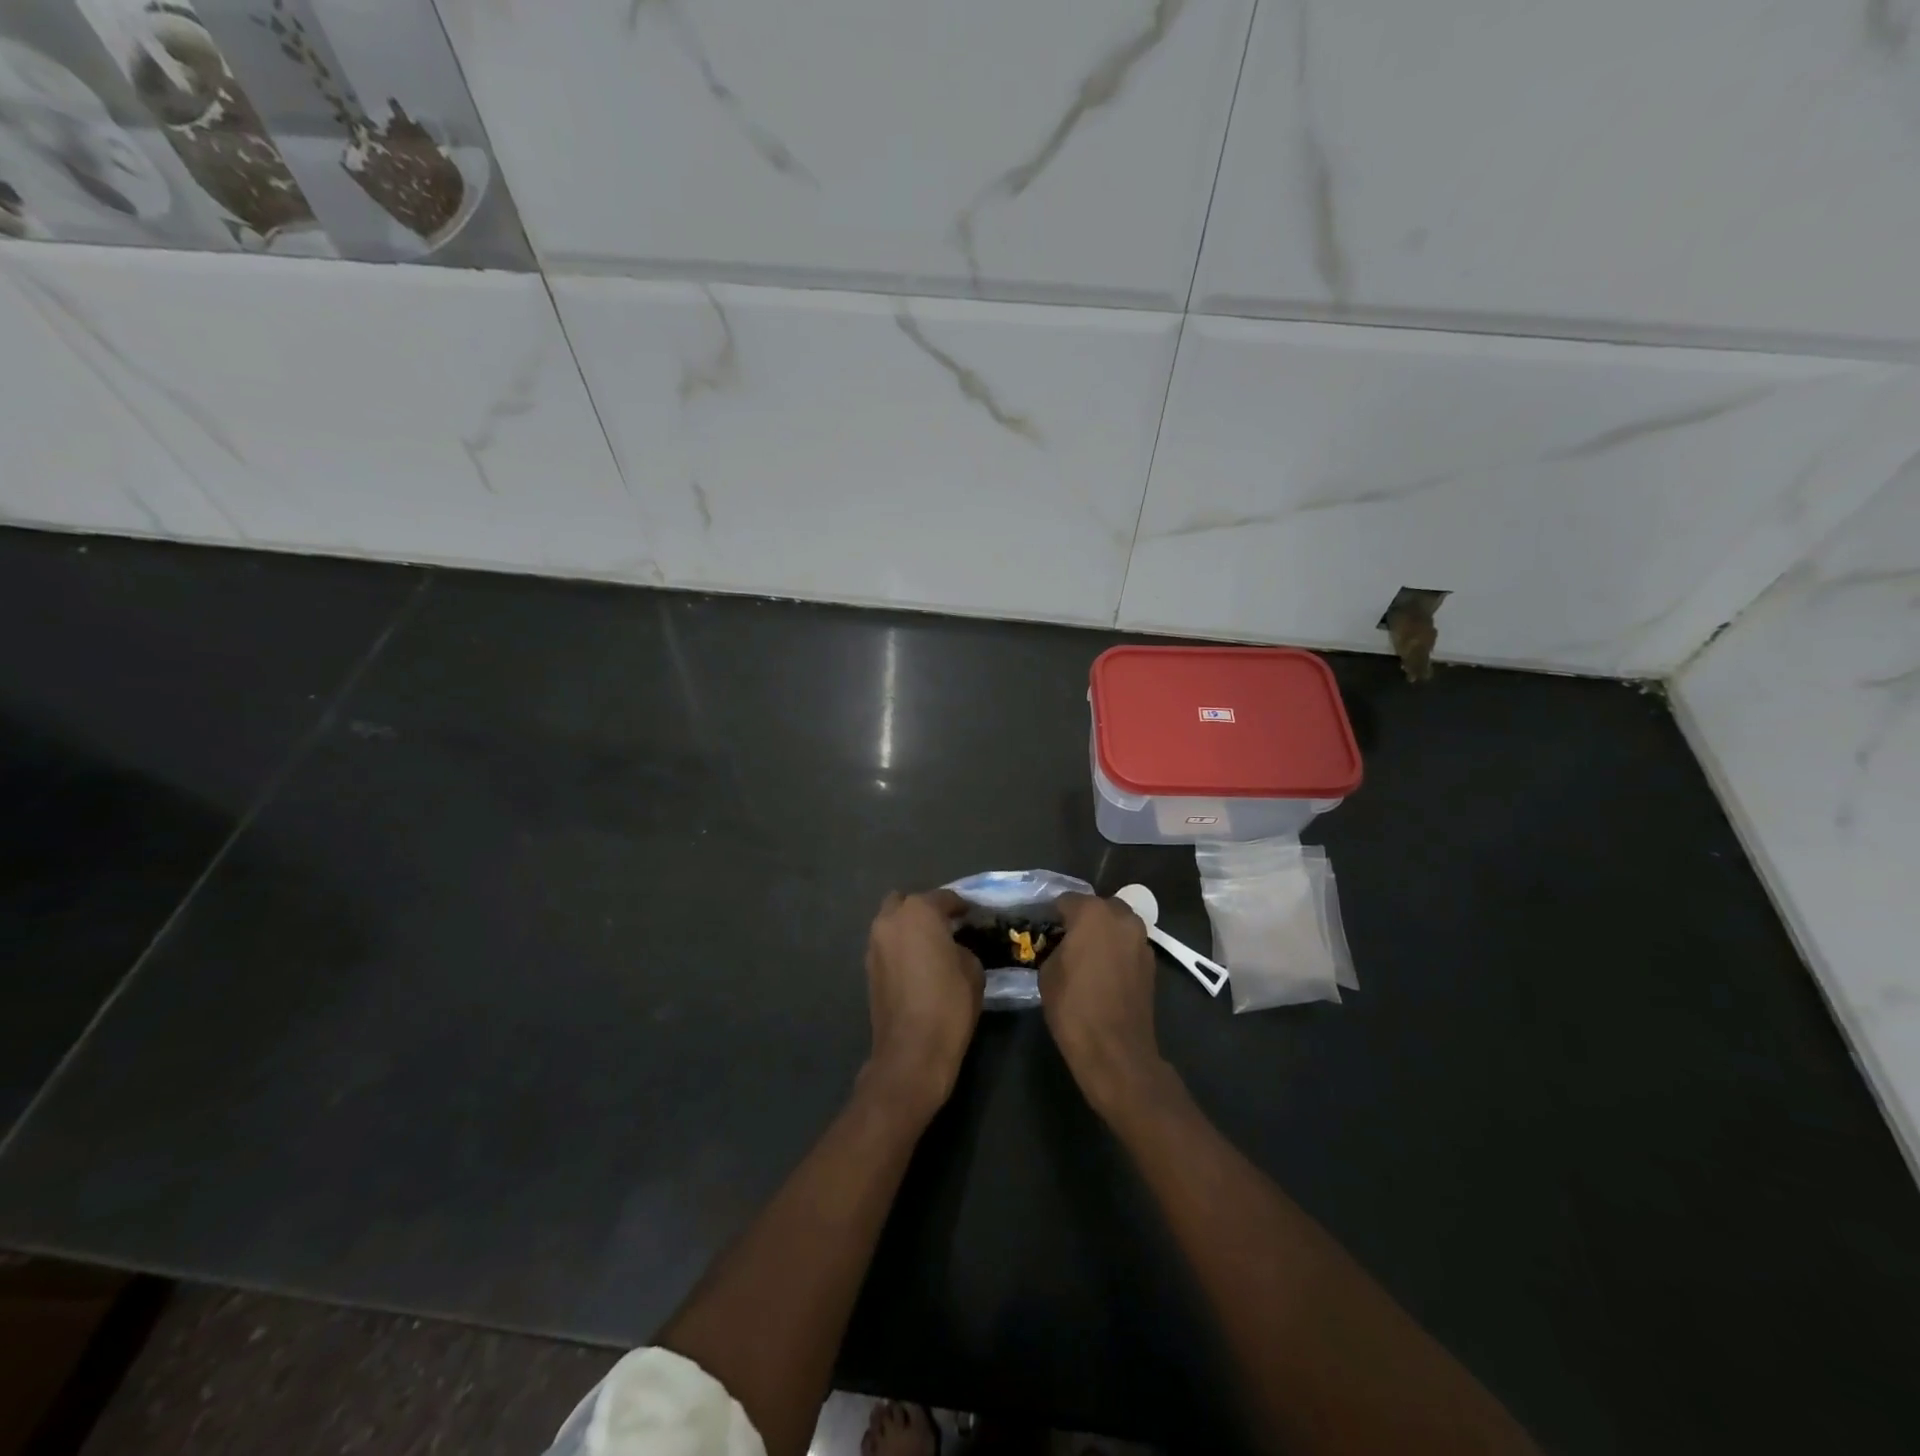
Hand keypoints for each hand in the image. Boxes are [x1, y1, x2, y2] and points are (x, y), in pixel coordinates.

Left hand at [863, 889, 983, 1119]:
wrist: (912, 1050)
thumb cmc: (949, 1003)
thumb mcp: (972, 968)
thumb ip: (961, 946)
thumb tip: (952, 947)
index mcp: (919, 912)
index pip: (944, 898)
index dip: (961, 906)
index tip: (972, 915)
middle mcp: (891, 920)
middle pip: (908, 903)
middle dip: (925, 910)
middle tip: (946, 927)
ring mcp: (874, 943)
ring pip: (892, 923)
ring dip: (909, 928)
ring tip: (931, 946)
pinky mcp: (868, 967)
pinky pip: (887, 945)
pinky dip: (900, 947)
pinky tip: (917, 964)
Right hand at [1041, 893, 1170, 1121]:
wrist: (1115, 1049)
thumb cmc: (1073, 1006)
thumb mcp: (1047, 972)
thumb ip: (1055, 947)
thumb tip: (1062, 945)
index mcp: (1092, 913)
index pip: (1066, 900)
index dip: (1053, 913)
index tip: (1044, 927)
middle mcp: (1122, 917)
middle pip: (1098, 907)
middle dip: (1083, 918)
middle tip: (1067, 938)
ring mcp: (1141, 939)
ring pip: (1118, 924)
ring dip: (1104, 932)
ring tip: (1087, 954)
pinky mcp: (1152, 962)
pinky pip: (1129, 944)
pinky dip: (1117, 950)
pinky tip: (1104, 970)